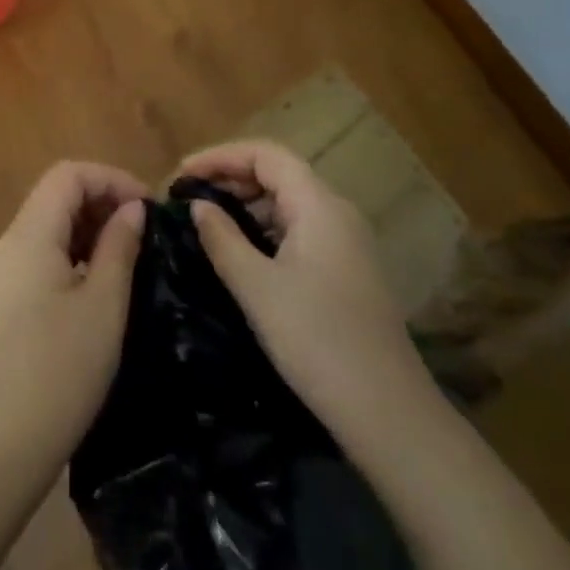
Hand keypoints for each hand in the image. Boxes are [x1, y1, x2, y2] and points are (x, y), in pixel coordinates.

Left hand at [0, 161, 148, 494]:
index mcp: (29, 235)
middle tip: (145, 232)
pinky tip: (100, 283)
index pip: (68, 175)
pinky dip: (74, 253)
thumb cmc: (59, 371)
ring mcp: (2, 273)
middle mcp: (9, 243)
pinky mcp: (3, 300)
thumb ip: (119, 247)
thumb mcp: (103, 306)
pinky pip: (41, 255)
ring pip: (49, 226)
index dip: (111, 179)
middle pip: (56, 195)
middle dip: (102, 201)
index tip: (149, 207)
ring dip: (90, 228)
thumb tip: (133, 209)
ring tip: (130, 255)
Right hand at [183, 139, 437, 439]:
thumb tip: (199, 206)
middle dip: (230, 177)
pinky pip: (298, 229)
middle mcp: (337, 213)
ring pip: (288, 202)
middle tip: (187, 198)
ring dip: (246, 204)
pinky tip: (240, 251)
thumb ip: (222, 238)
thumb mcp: (257, 288)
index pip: (265, 154)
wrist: (388, 415)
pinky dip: (264, 228)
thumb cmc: (317, 341)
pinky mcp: (346, 270)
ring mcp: (346, 242)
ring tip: (205, 221)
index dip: (220, 156)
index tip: (181, 175)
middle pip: (278, 173)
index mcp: (319, 205)